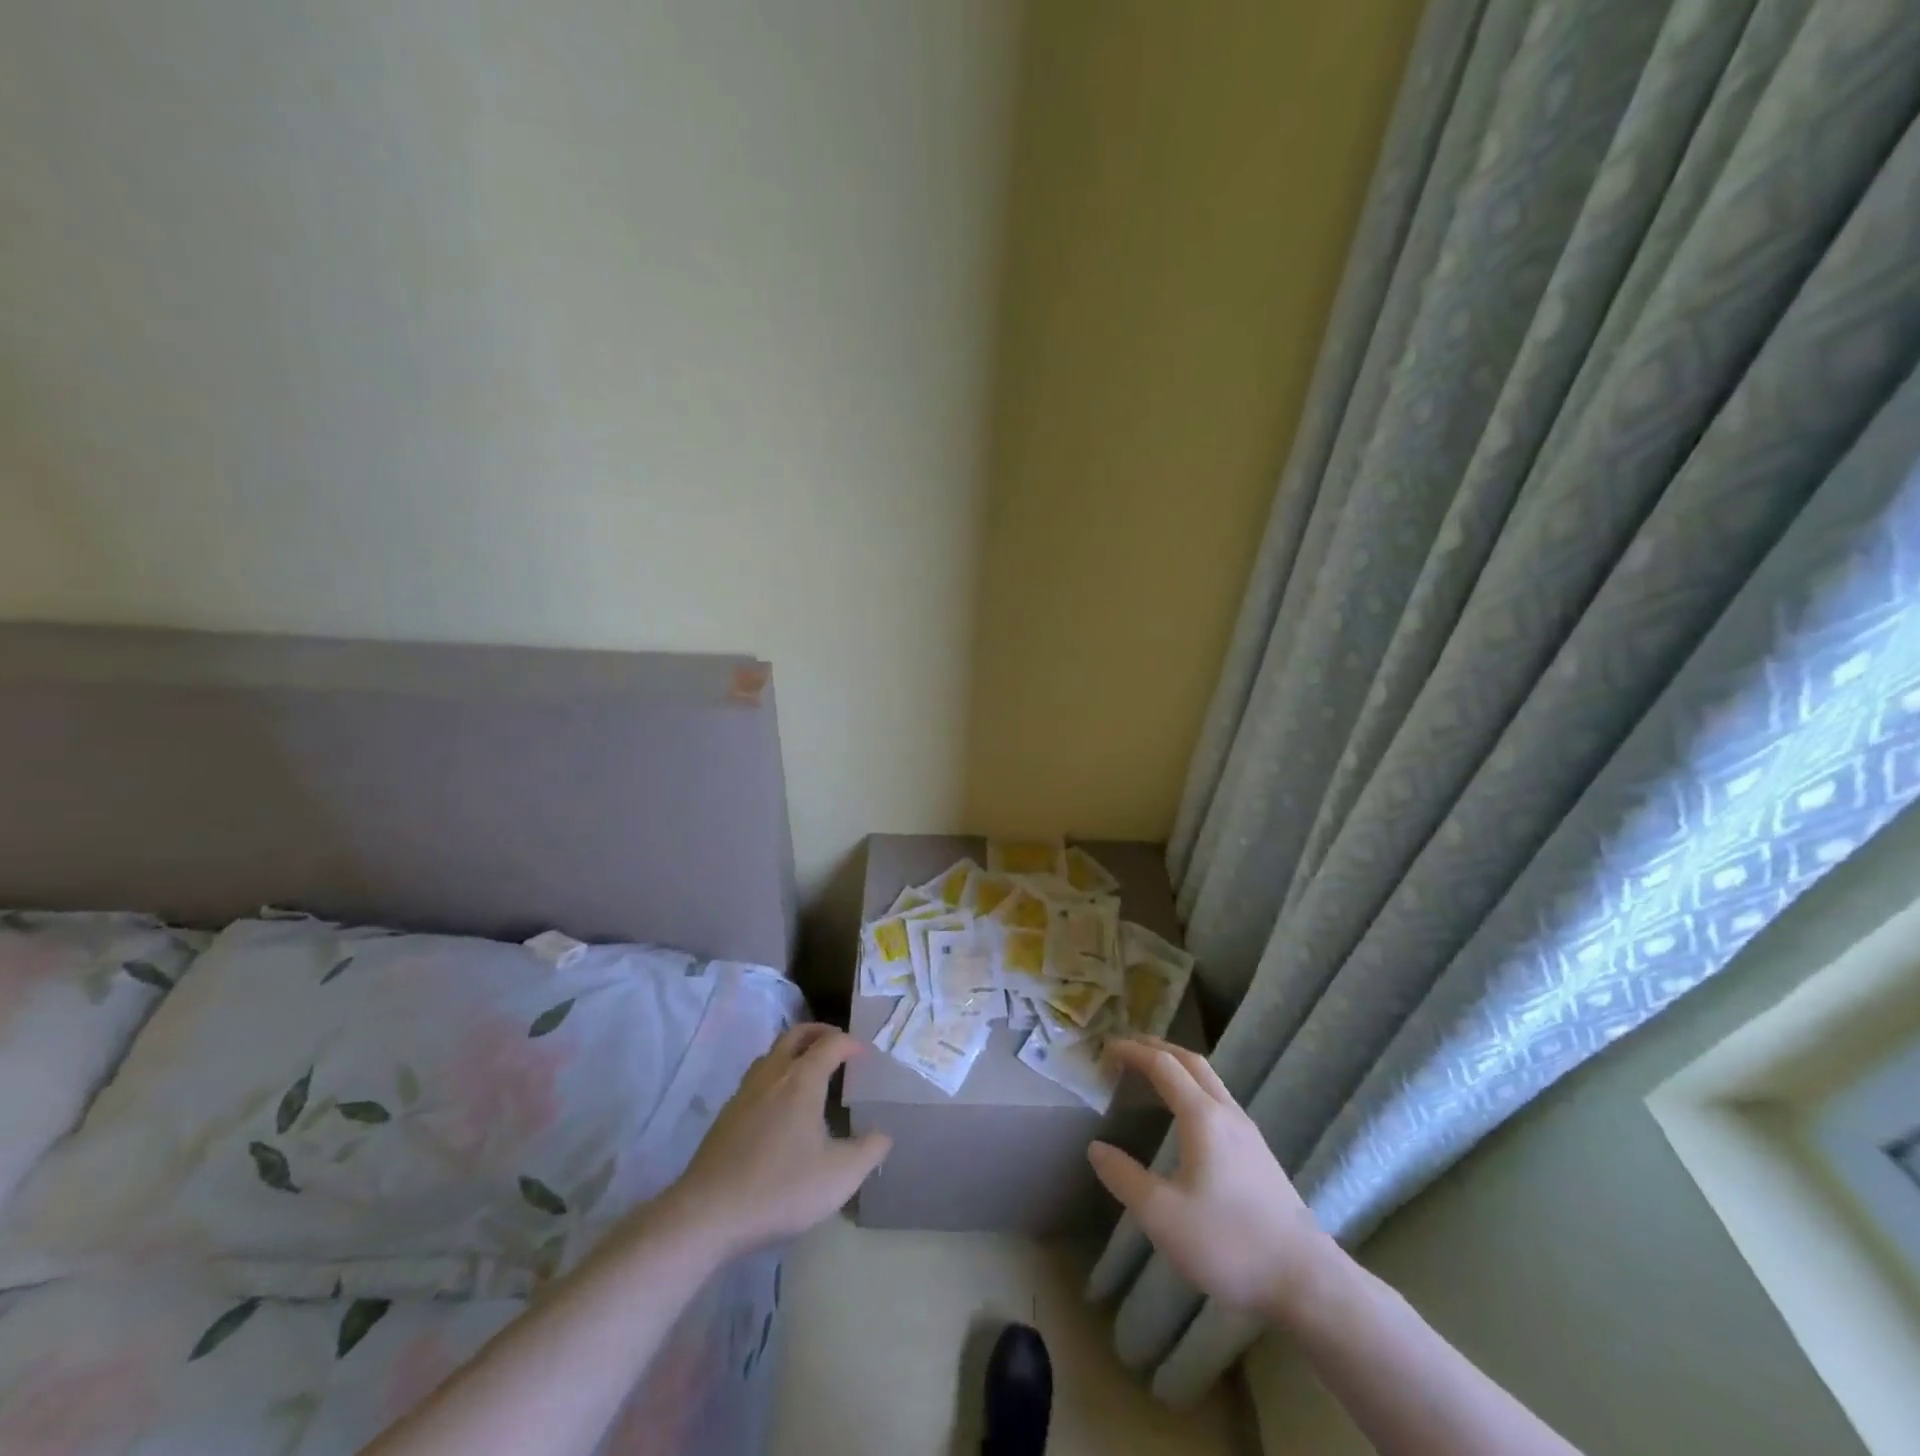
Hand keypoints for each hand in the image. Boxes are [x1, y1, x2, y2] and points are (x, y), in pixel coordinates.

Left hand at [657, 1024, 889, 1259]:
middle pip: (795, 1034)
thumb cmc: (781, 1188)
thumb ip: (869, 1151)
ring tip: (809, 1069)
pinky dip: (775, 1074)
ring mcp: (745, 1092)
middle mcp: (773, 1075)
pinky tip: (779, 1106)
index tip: (864, 1054)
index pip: (830, 1043)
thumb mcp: (840, 1176)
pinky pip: (757, 1078)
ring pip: (772, 1054)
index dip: (850, 1043)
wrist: (708, 1213)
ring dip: (794, 1051)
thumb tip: (883, 1134)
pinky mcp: (726, 1114)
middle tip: (837, 1044)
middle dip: (819, 1032)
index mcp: (802, 1080)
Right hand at [1088, 1035, 1335, 1317]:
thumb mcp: (1162, 1215)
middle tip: (1126, 1049)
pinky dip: (1193, 1087)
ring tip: (1151, 1074)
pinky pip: (1219, 1100)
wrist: (1306, 1281)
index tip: (1105, 1050)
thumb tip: (1096, 1148)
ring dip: (1177, 1065)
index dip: (1132, 1051)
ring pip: (1209, 1080)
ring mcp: (1248, 1132)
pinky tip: (1186, 1116)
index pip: (1162, 1065)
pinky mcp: (1259, 1154)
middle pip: (1190, 1061)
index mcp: (1202, 1116)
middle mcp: (1227, 1113)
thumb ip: (1125, 1177)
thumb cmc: (1228, 1243)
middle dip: (1156, 1047)